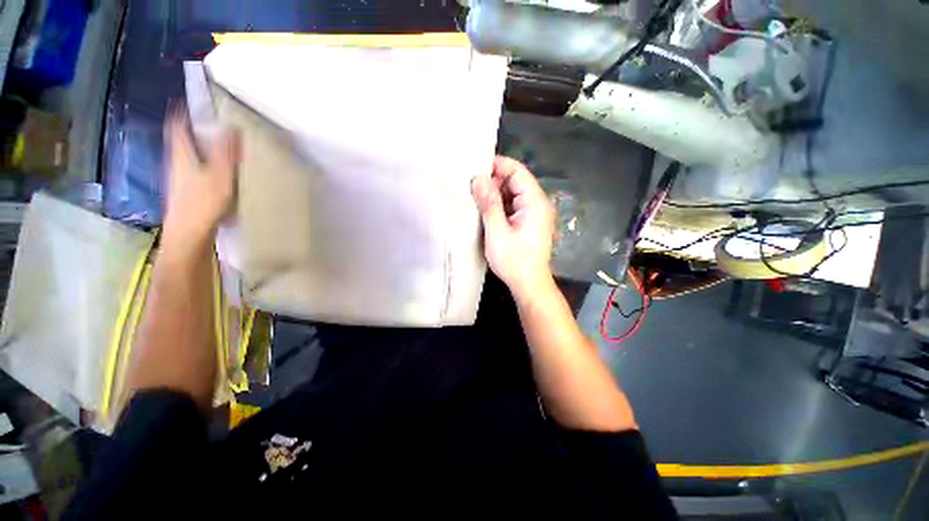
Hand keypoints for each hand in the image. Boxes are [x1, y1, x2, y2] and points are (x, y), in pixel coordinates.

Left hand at [162, 106, 239, 243]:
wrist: (188, 233)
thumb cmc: (203, 202)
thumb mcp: (220, 175)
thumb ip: (226, 152)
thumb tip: (232, 127)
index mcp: (181, 154)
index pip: (177, 126)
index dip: (182, 113)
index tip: (192, 103)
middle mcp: (176, 163)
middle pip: (181, 140)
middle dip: (193, 130)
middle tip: (211, 125)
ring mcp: (178, 179)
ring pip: (187, 156)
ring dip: (199, 149)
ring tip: (217, 147)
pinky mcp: (184, 193)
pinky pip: (193, 170)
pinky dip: (202, 165)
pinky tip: (216, 173)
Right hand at [471, 156, 554, 295]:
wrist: (529, 284)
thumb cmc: (514, 260)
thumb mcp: (497, 232)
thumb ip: (489, 204)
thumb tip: (478, 178)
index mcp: (535, 202)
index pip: (518, 171)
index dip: (498, 165)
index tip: (476, 166)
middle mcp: (538, 204)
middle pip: (516, 181)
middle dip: (494, 180)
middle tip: (471, 184)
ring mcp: (535, 214)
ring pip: (514, 194)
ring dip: (496, 193)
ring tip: (475, 196)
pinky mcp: (529, 223)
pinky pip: (514, 206)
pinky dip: (500, 205)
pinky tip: (486, 209)